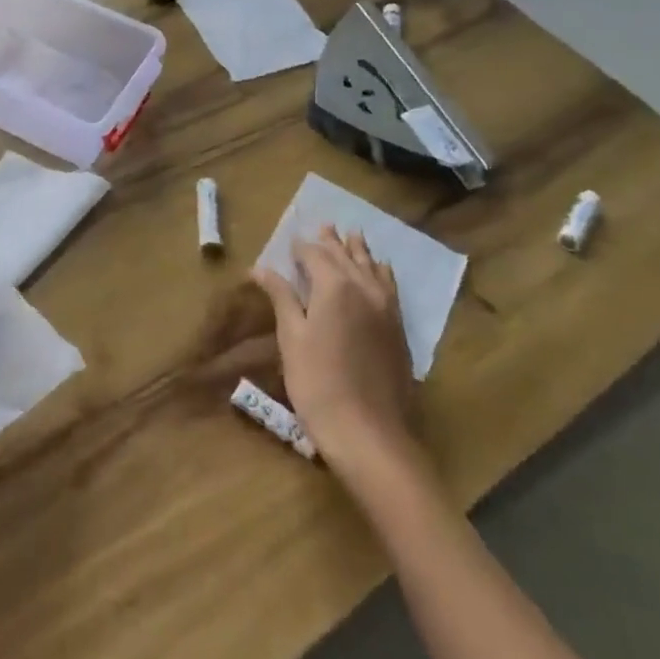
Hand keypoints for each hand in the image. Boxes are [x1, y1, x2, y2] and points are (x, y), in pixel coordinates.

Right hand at [253, 226, 415, 469]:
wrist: (369, 432)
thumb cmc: (317, 383)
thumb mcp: (291, 338)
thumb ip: (281, 297)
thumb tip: (261, 268)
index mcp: (334, 285)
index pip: (315, 254)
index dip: (302, 247)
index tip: (292, 241)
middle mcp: (364, 287)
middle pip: (346, 255)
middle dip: (332, 241)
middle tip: (324, 226)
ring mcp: (387, 307)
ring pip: (372, 267)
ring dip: (358, 250)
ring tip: (352, 236)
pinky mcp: (398, 327)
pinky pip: (389, 285)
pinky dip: (380, 271)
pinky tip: (379, 271)